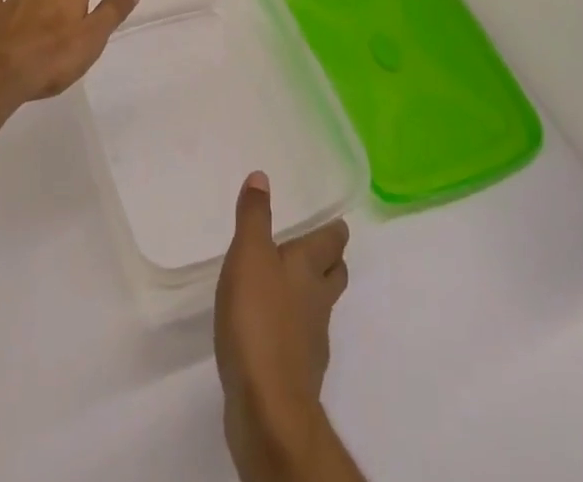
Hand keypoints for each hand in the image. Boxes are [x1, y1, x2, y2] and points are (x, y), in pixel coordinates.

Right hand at [215, 172, 350, 479]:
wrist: (267, 406)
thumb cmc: (258, 319)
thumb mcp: (248, 255)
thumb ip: (254, 216)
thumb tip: (261, 176)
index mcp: (309, 267)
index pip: (334, 241)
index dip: (334, 231)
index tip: (331, 223)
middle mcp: (318, 300)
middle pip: (334, 274)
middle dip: (328, 261)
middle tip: (311, 250)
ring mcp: (312, 340)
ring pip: (319, 308)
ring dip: (308, 295)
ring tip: (284, 287)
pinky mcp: (298, 374)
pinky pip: (301, 341)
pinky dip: (291, 330)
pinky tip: (270, 331)